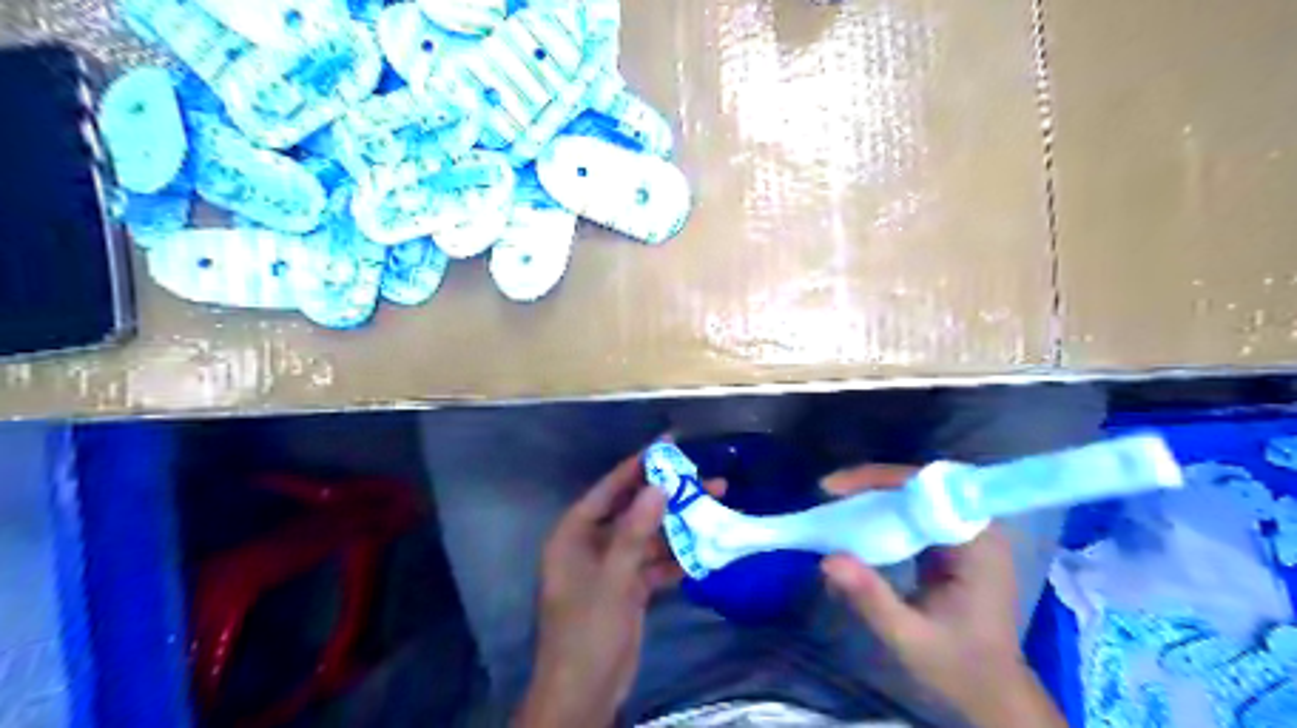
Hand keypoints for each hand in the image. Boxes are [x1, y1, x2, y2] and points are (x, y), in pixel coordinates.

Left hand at [514, 448, 719, 727]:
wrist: (585, 693)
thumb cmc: (588, 629)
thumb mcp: (612, 577)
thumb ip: (635, 530)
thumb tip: (659, 486)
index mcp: (575, 534)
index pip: (609, 489)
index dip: (638, 466)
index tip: (669, 447)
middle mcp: (592, 544)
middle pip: (634, 511)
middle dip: (668, 498)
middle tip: (706, 480)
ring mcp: (612, 567)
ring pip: (649, 537)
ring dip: (678, 528)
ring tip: (715, 509)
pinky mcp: (628, 588)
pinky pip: (655, 564)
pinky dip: (677, 558)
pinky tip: (705, 549)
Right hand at [819, 466, 1063, 726]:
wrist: (994, 693)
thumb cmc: (959, 667)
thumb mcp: (909, 636)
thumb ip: (871, 597)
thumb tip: (826, 559)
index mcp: (978, 545)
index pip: (927, 490)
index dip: (880, 480)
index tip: (837, 489)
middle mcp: (979, 529)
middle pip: (922, 485)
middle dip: (872, 483)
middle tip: (829, 491)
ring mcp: (969, 534)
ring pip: (918, 494)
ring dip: (876, 493)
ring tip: (837, 500)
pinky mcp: (957, 543)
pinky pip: (918, 511)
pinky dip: (886, 510)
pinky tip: (860, 518)